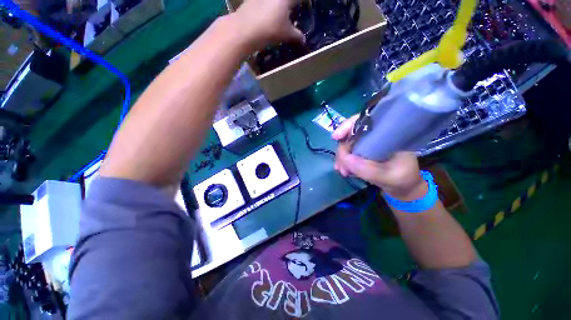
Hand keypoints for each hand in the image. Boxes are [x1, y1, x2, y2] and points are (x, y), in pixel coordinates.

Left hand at [231, 0, 304, 49]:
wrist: (244, 29)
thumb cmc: (270, 29)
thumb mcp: (287, 34)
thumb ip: (297, 36)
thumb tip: (303, 40)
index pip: (299, 0)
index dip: (303, 4)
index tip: (304, 10)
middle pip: (286, 2)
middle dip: (290, 7)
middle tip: (291, 15)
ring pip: (275, 2)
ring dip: (278, 7)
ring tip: (279, 18)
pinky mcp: (252, 0)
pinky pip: (264, 3)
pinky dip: (268, 8)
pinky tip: (267, 17)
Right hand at [332, 115, 426, 200]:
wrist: (404, 185)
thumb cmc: (402, 178)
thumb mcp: (387, 175)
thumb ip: (366, 168)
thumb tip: (344, 158)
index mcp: (387, 132)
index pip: (365, 120)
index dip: (348, 125)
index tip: (336, 137)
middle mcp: (376, 134)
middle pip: (352, 133)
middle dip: (342, 149)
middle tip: (340, 166)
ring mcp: (368, 142)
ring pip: (348, 143)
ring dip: (342, 157)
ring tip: (343, 171)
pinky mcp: (364, 151)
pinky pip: (349, 152)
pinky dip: (344, 160)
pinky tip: (343, 170)